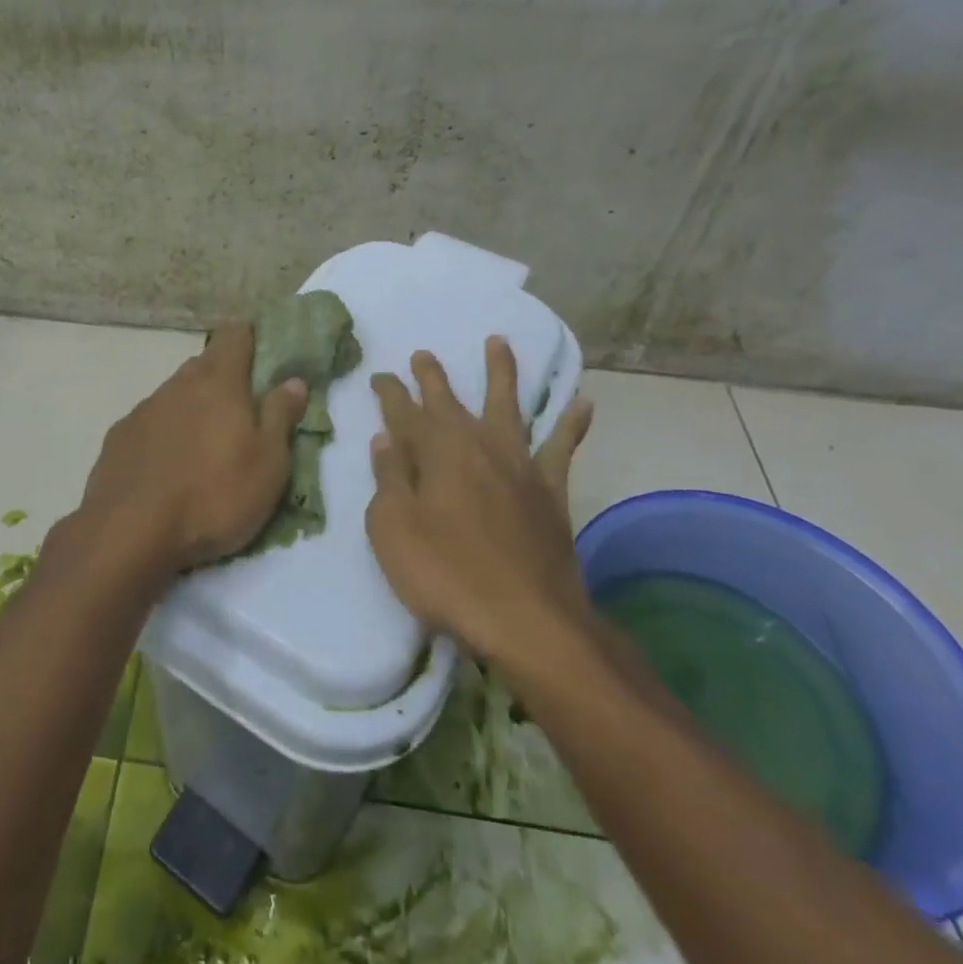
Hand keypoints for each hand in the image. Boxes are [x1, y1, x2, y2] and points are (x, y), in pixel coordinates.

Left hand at [79, 324, 308, 573]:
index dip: (250, 337)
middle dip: (223, 377)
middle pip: (204, 365)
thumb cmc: (214, 496)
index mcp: (219, 382)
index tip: (262, 351)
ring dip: (192, 408)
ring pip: (175, 395)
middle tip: (241, 408)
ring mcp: (143, 410)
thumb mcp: (268, 463)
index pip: (235, 336)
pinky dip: (164, 435)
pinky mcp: (118, 438)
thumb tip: (293, 380)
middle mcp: (178, 385)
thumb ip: (280, 416)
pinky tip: (168, 466)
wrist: (129, 532)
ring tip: (205, 445)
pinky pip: (150, 424)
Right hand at [365, 338, 595, 664]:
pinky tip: (583, 404)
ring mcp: (518, 465)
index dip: (389, 393)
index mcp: (436, 451)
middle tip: (423, 355)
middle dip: (432, 377)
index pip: (403, 412)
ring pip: (507, 406)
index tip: (379, 376)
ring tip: (499, 342)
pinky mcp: (550, 491)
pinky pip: (562, 448)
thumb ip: (388, 479)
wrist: (528, 621)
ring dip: (501, 373)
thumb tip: (384, 440)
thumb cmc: (446, 574)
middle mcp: (477, 445)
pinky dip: (571, 424)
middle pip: (450, 401)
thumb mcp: (393, 529)